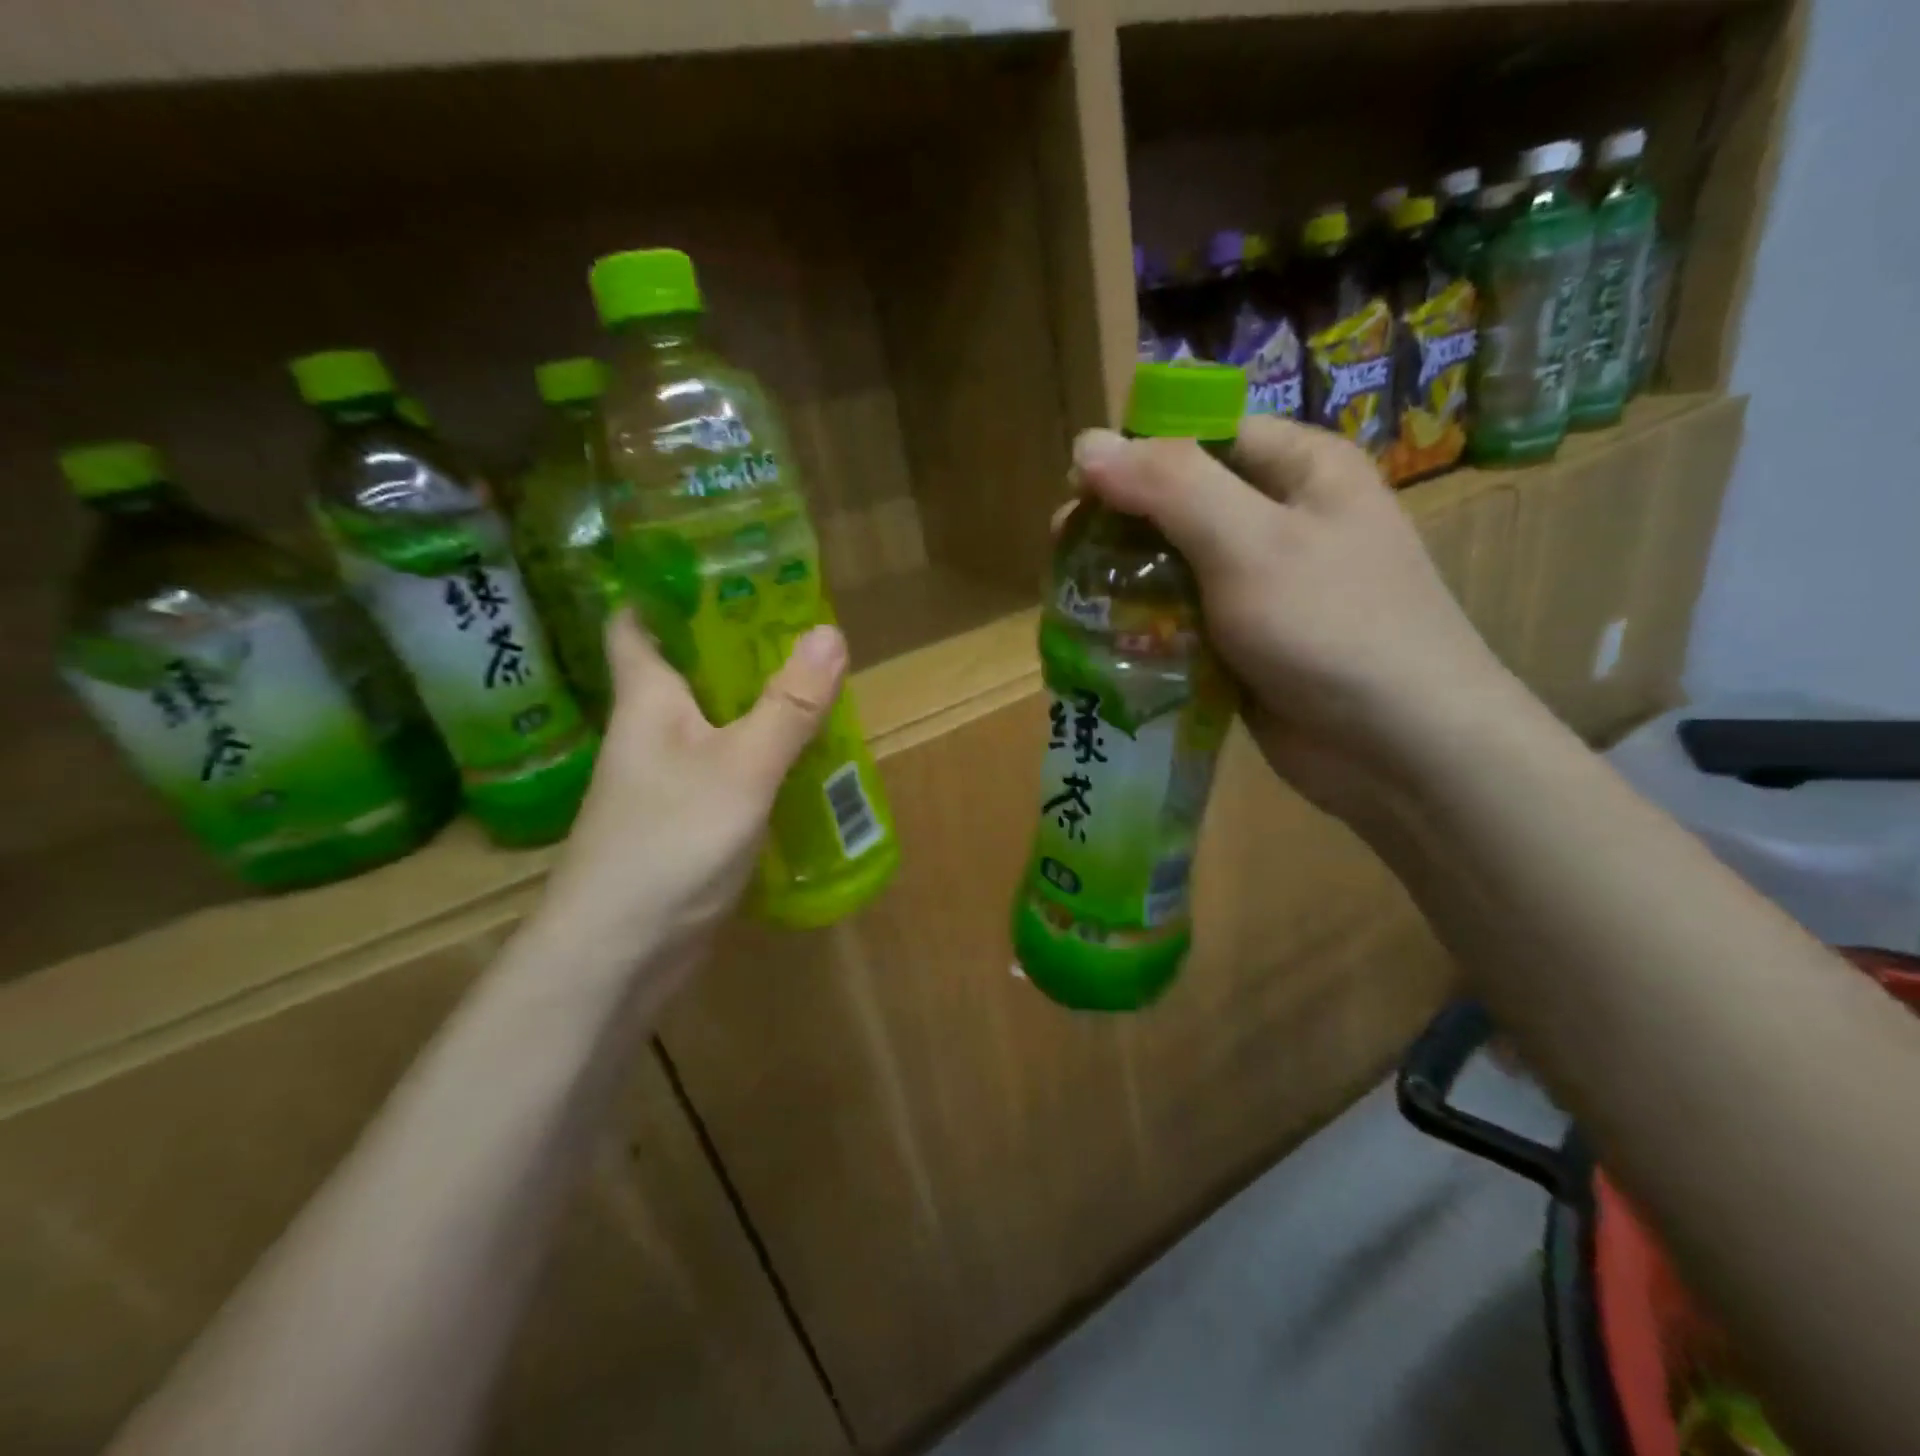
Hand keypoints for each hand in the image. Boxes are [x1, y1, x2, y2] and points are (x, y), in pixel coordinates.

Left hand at [536, 610, 846, 972]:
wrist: (619, 954)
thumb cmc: (670, 841)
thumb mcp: (742, 767)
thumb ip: (788, 705)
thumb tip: (831, 632)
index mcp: (648, 700)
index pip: (637, 625)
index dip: (666, 590)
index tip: (719, 568)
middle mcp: (651, 732)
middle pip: (690, 672)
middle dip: (739, 647)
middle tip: (801, 626)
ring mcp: (667, 780)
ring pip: (716, 724)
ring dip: (758, 706)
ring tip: (817, 686)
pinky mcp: (686, 822)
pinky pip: (729, 772)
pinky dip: (762, 759)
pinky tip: (803, 760)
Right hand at [1069, 420, 1522, 817]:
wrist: (1399, 748)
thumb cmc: (1331, 626)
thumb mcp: (1249, 542)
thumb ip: (1168, 485)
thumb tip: (1085, 441)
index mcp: (1299, 469)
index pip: (1202, 433)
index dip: (1135, 453)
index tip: (1076, 488)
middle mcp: (1282, 518)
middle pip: (1181, 502)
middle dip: (1121, 524)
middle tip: (1063, 550)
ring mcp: (1263, 586)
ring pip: (1175, 565)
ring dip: (1126, 579)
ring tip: (1074, 597)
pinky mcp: (1246, 643)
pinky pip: (1183, 619)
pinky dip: (1146, 626)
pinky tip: (1106, 639)